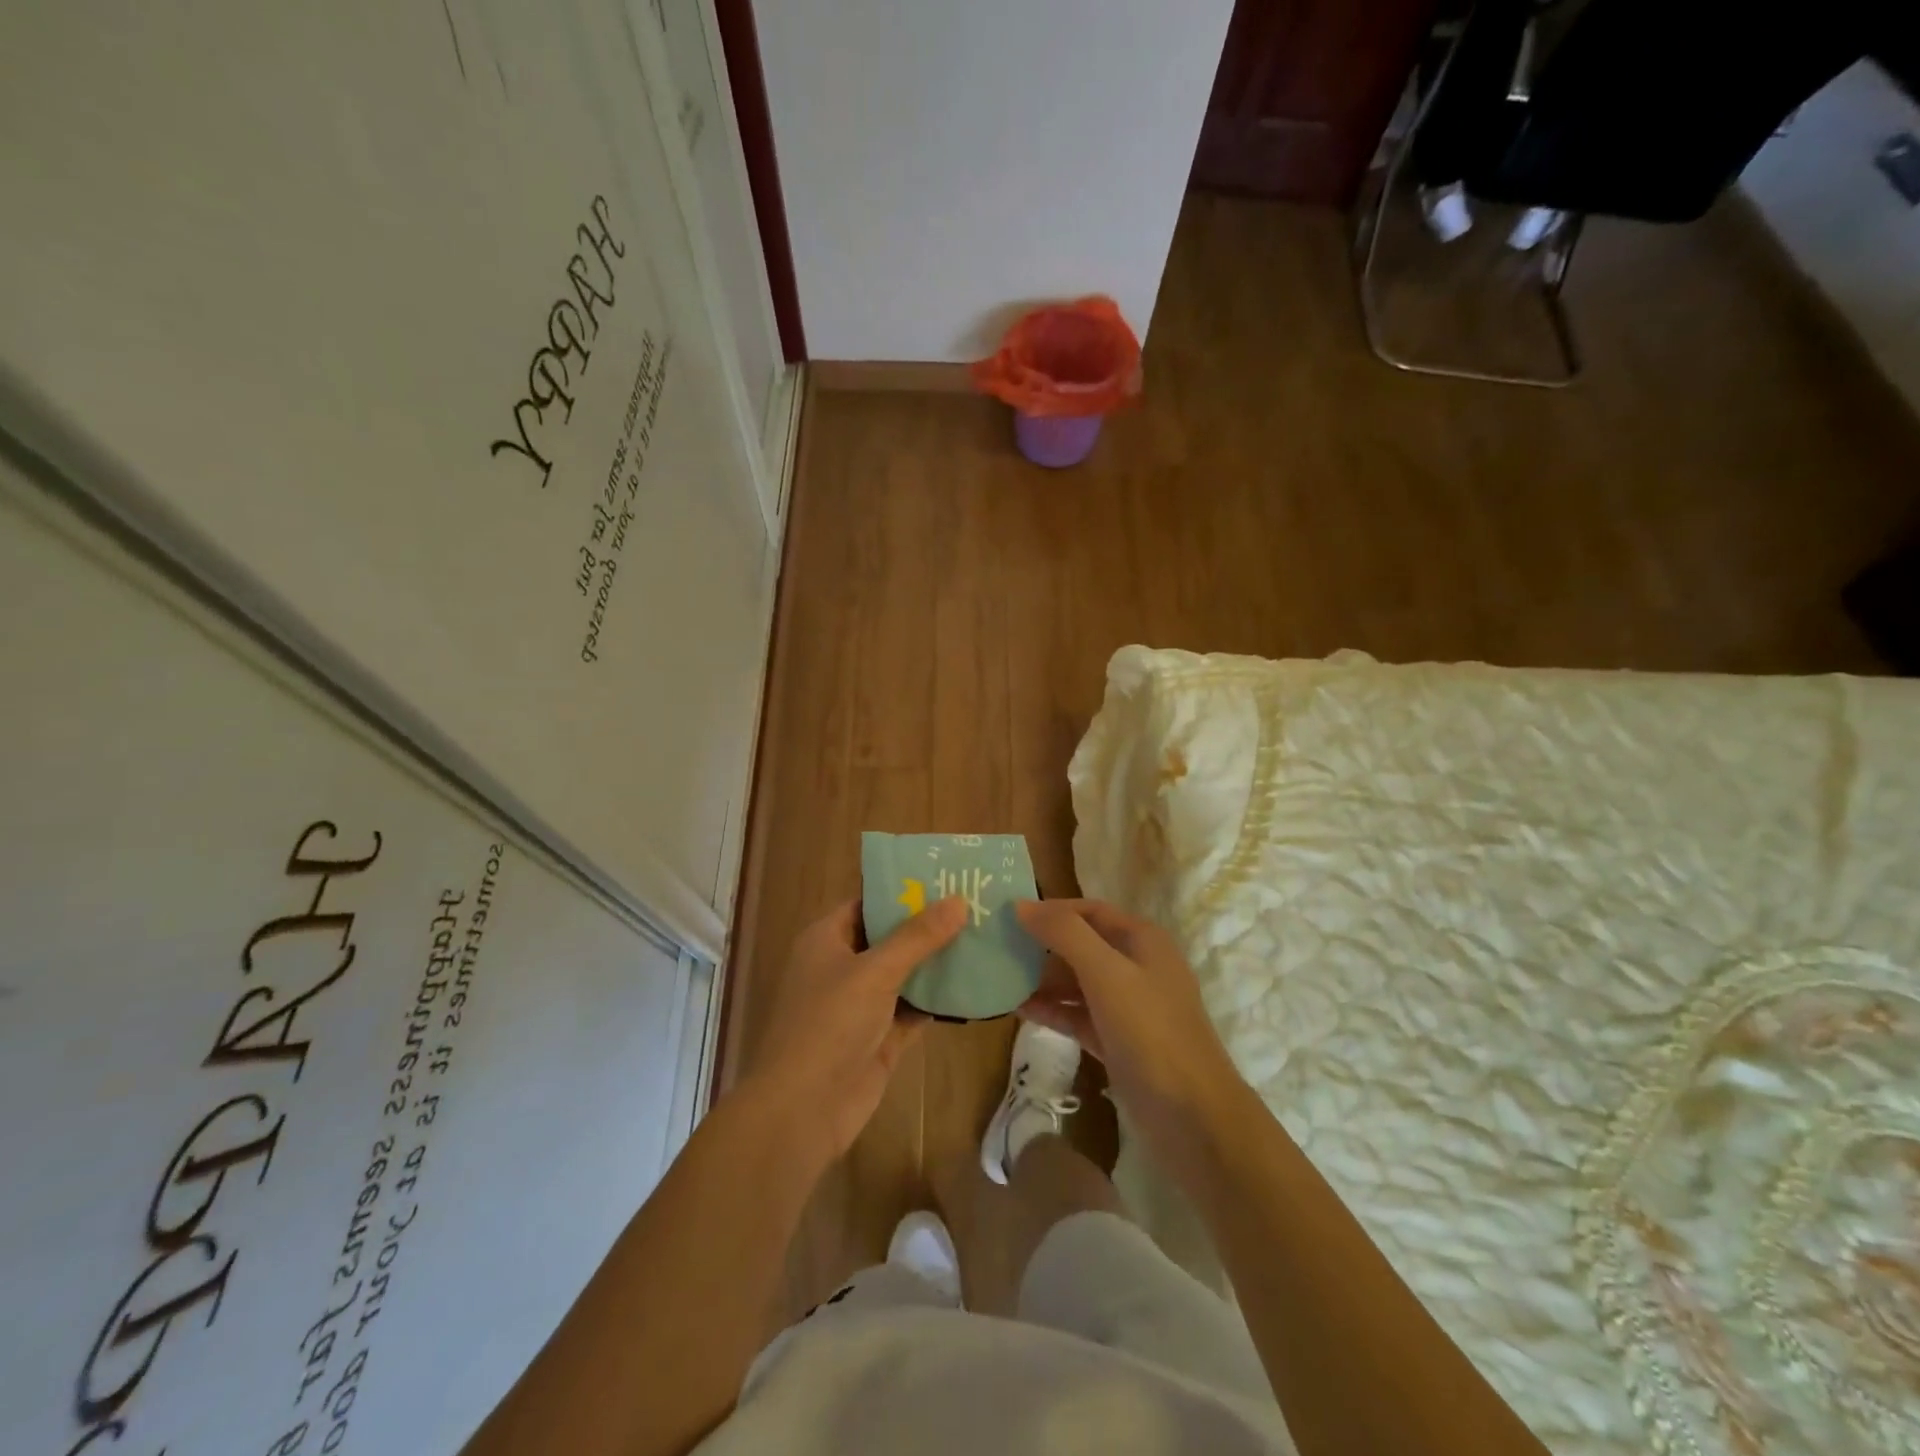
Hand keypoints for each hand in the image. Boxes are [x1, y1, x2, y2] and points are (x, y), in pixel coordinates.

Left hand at [741, 897, 966, 1159]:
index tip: (946, 877)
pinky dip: (938, 1000)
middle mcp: (843, 966)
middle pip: (891, 937)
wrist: (804, 1109)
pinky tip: (975, 985)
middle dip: (929, 925)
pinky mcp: (880, 1037)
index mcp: (827, 939)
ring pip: (905, 974)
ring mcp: (862, 1004)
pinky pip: (914, 1009)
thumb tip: (958, 901)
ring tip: (984, 936)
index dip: (904, 890)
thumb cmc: (830, 1024)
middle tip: (977, 904)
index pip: (868, 902)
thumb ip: (918, 937)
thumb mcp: (874, 971)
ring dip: (937, 962)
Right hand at [1015, 899, 1244, 1151]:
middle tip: (999, 949)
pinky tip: (1019, 1010)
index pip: (1090, 910)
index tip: (1010, 916)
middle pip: (1082, 944)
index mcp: (1142, 940)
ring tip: (1001, 979)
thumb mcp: (1106, 973)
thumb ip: (1064, 934)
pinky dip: (1052, 1010)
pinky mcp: (1118, 1041)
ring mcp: (1129, 1007)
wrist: (1193, 1117)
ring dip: (1043, 979)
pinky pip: (1078, 1015)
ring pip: (1078, 982)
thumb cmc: (1151, 1031)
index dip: (1052, 910)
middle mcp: (1137, 966)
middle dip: (1043, 946)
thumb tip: (1021, 905)